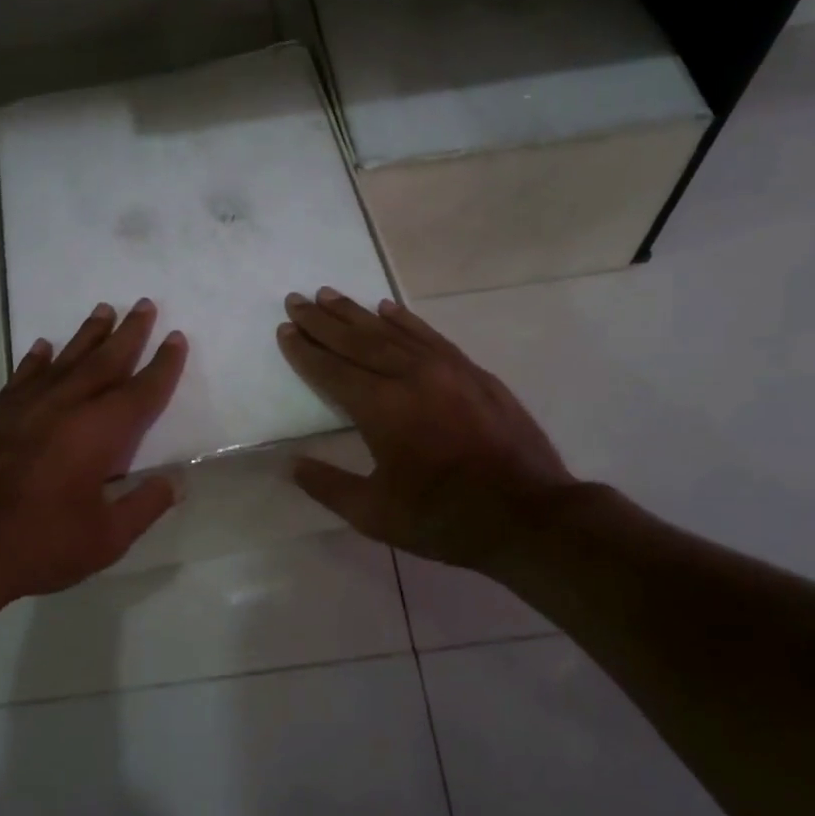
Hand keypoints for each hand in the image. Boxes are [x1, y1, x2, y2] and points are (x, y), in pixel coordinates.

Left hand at [0, 298, 186, 603]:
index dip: (163, 365)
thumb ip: (145, 505)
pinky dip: (35, 359)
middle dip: (129, 333)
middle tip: (144, 304)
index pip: (142, 390)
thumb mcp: (107, 538)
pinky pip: (22, 376)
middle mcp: (66, 407)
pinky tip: (43, 346)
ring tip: (104, 309)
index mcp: (100, 432)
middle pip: (105, 361)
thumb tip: (176, 481)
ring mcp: (26, 407)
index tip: (176, 338)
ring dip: (87, 334)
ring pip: (65, 360)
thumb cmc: (41, 544)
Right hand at [277, 287, 583, 570]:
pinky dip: (405, 320)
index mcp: (383, 409)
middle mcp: (411, 377)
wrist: (529, 515)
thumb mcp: (376, 515)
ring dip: (358, 313)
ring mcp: (447, 370)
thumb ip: (329, 486)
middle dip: (323, 321)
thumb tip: (292, 464)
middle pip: (358, 341)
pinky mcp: (473, 372)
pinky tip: (389, 308)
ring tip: (330, 295)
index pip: (332, 370)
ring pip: (392, 332)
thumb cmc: (445, 519)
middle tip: (296, 299)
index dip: (305, 351)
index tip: (285, 330)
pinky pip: (430, 336)